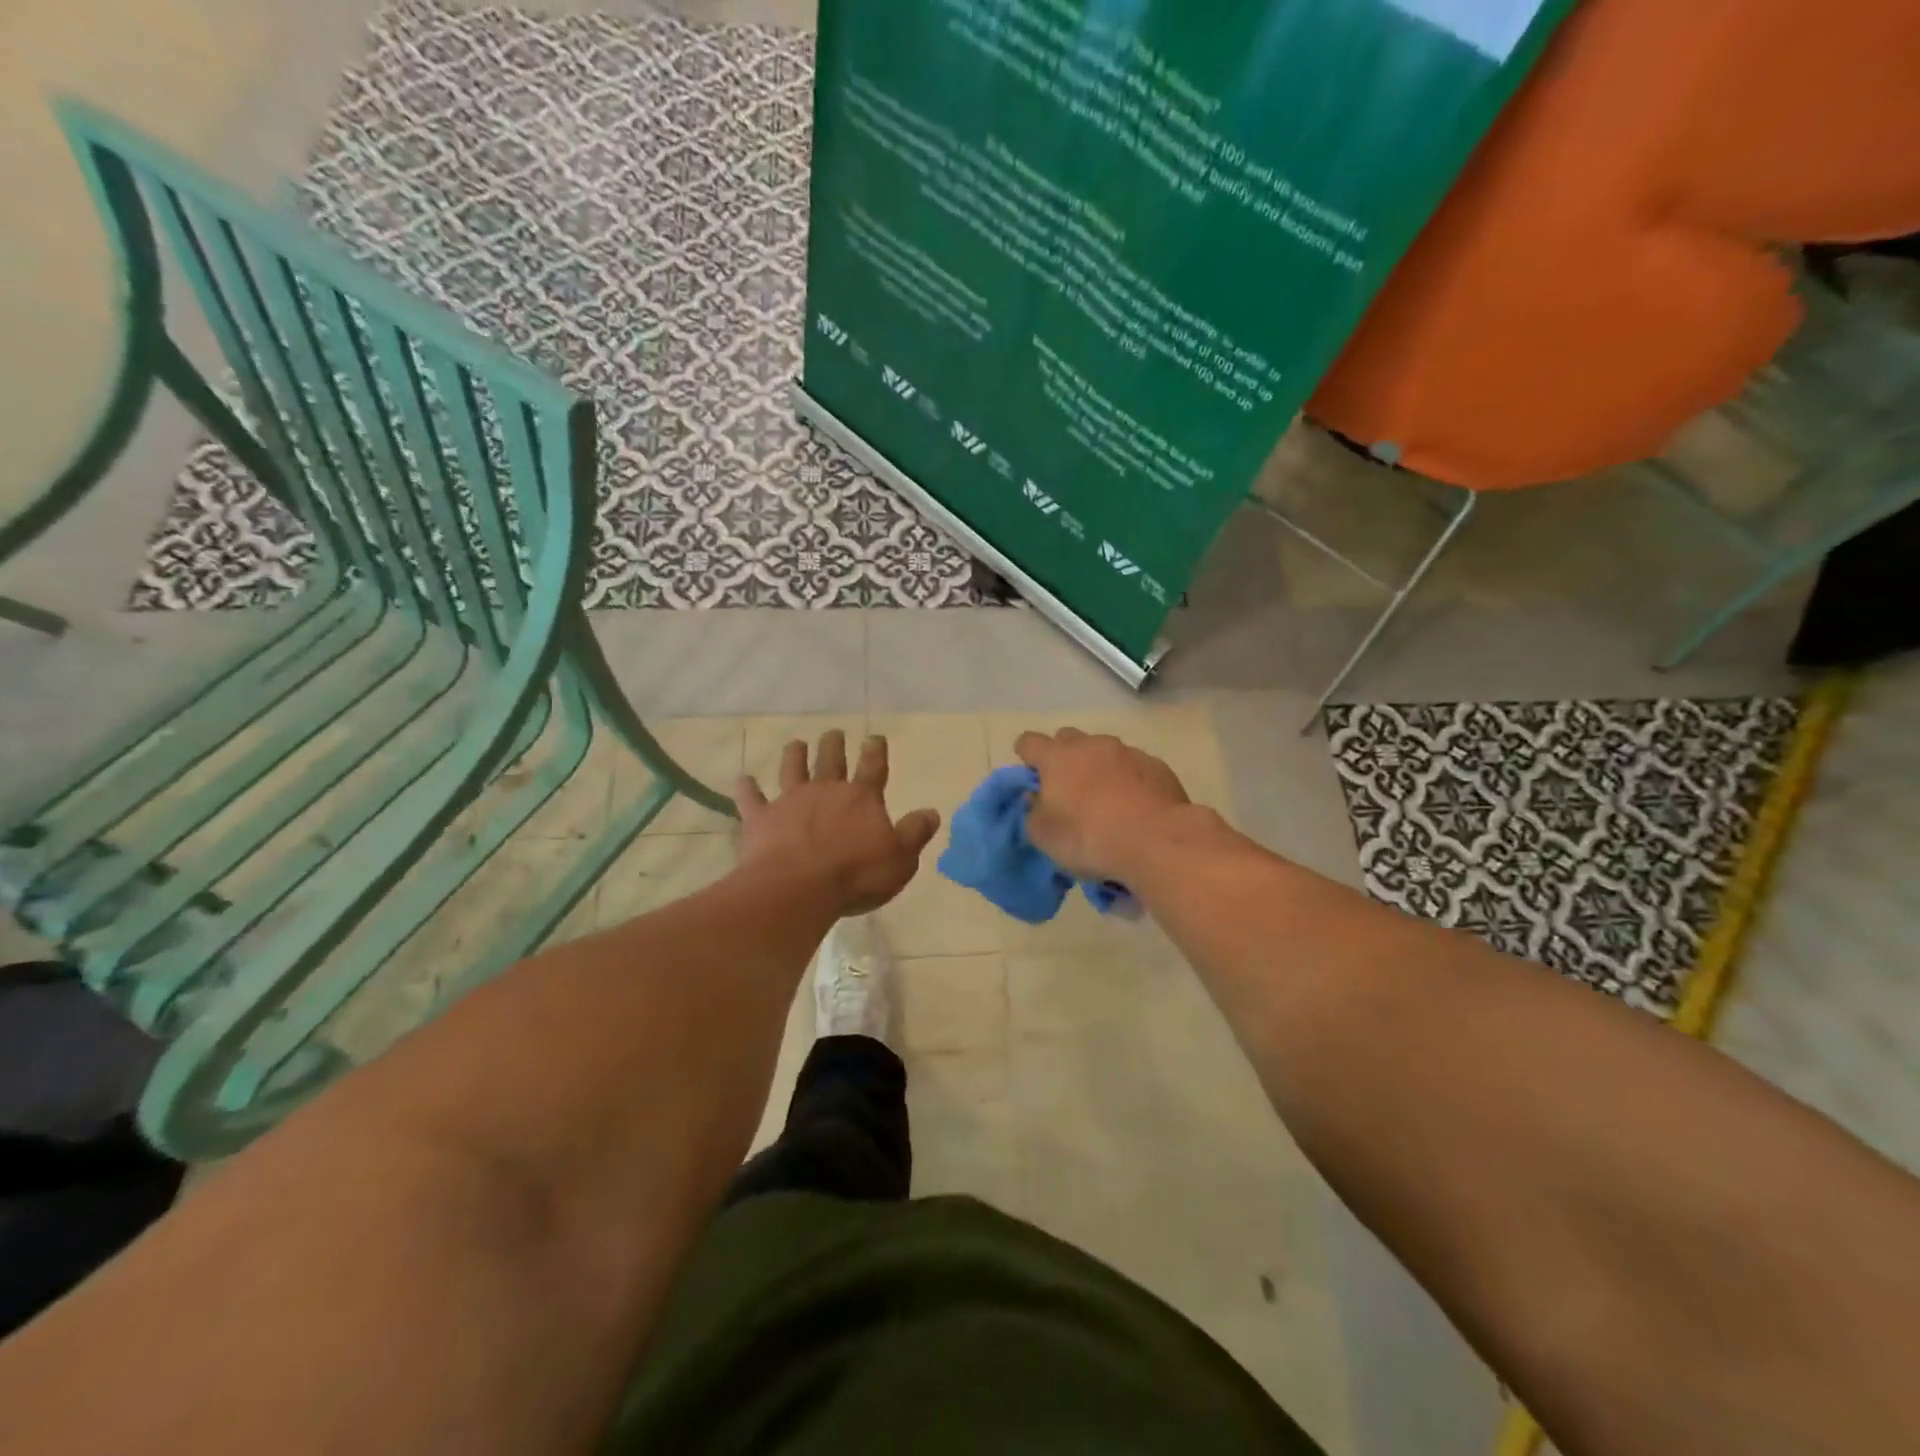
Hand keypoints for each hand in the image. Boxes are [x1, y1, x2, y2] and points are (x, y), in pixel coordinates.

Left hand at [734, 731, 940, 915]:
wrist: (797, 889)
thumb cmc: (855, 876)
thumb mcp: (900, 859)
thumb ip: (915, 833)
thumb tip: (932, 812)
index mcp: (861, 798)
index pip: (873, 767)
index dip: (875, 750)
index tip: (875, 737)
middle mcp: (826, 790)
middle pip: (831, 760)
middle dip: (834, 745)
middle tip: (833, 733)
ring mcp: (790, 801)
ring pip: (792, 769)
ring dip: (794, 755)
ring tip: (796, 743)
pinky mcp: (761, 819)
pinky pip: (751, 799)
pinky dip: (747, 789)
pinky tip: (743, 780)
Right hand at [1014, 728, 1192, 882]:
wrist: (1158, 841)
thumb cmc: (1089, 838)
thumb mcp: (1045, 836)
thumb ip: (1033, 812)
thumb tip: (1036, 798)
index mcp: (1057, 757)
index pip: (1029, 742)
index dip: (1026, 756)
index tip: (1030, 776)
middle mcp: (1092, 745)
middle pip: (1068, 739)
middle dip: (1064, 757)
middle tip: (1067, 789)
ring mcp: (1128, 752)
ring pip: (1104, 752)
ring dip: (1099, 769)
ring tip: (1106, 802)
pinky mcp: (1157, 766)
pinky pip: (1134, 768)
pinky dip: (1129, 781)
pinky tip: (1135, 807)